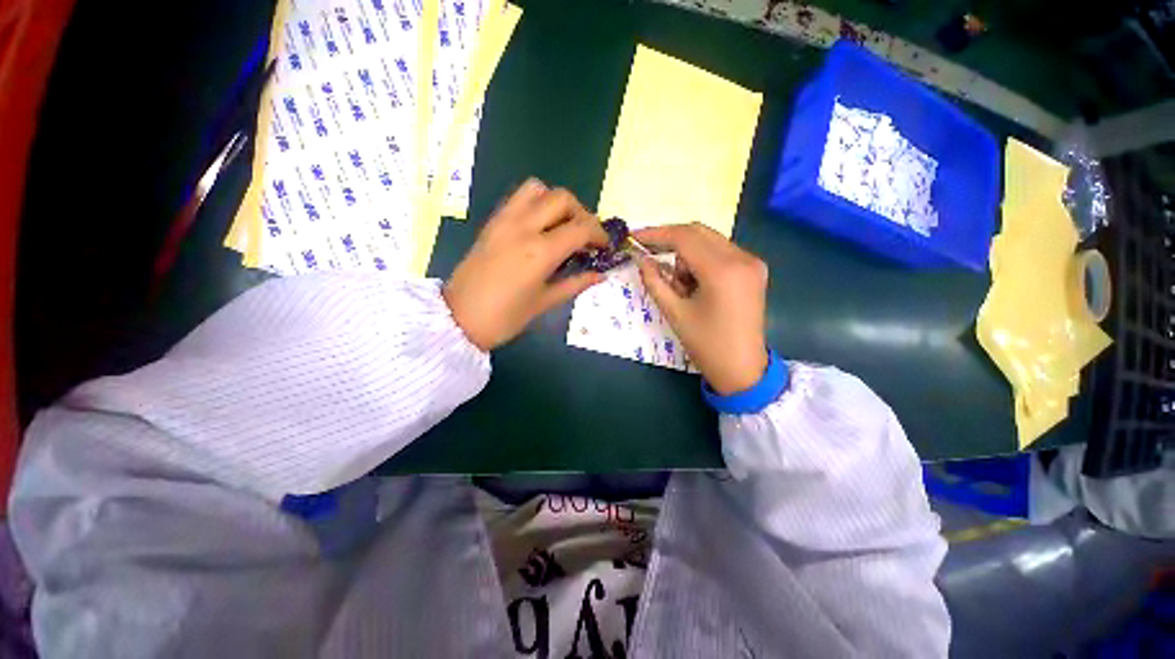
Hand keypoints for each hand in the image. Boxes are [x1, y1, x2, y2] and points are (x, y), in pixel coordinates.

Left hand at [444, 179, 608, 350]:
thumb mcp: (545, 302)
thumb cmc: (505, 317)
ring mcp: (504, 220)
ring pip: (538, 189)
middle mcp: (523, 227)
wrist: (458, 318)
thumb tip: (600, 275)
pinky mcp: (492, 222)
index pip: (580, 228)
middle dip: (582, 213)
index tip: (604, 247)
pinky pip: (518, 198)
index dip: (599, 235)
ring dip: (557, 202)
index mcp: (540, 252)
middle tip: (586, 236)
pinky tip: (540, 227)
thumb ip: (576, 284)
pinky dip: (537, 203)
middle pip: (562, 198)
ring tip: (562, 226)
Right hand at [634, 223, 768, 394]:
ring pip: (709, 241)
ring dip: (687, 254)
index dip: (656, 234)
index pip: (684, 237)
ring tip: (679, 285)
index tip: (634, 237)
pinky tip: (694, 283)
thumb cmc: (706, 345)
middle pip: (698, 232)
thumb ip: (654, 281)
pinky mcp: (754, 269)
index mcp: (723, 271)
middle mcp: (742, 258)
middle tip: (648, 253)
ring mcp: (752, 262)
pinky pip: (721, 252)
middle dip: (670, 241)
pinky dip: (701, 260)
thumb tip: (641, 259)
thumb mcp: (674, 313)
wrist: (743, 369)